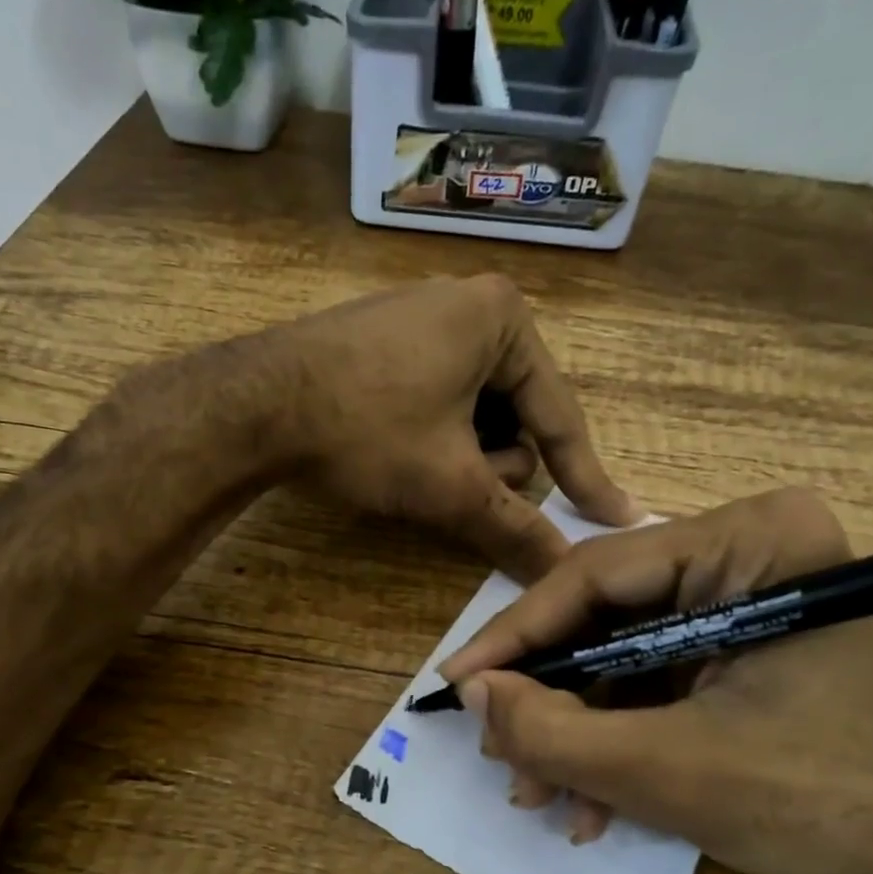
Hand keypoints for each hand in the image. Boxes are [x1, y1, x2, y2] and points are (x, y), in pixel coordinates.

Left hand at [266, 275, 639, 579]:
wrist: (254, 405)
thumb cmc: (367, 431)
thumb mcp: (449, 484)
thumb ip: (513, 527)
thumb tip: (562, 570)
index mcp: (502, 320)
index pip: (560, 416)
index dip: (585, 478)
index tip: (617, 518)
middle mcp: (468, 304)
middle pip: (514, 413)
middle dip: (491, 463)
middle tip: (452, 482)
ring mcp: (421, 317)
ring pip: (473, 410)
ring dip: (459, 453)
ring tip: (415, 466)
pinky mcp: (384, 339)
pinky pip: (435, 396)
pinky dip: (431, 434)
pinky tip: (394, 448)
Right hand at [439, 487, 872, 873]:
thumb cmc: (827, 800)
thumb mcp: (670, 771)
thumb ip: (555, 733)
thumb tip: (473, 694)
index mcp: (749, 542)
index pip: (593, 576)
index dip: (514, 635)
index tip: (455, 683)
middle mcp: (745, 552)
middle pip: (603, 618)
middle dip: (549, 697)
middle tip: (499, 754)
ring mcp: (744, 600)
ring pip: (621, 656)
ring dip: (577, 730)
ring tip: (541, 796)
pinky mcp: (742, 646)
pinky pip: (653, 680)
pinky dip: (617, 737)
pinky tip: (594, 801)